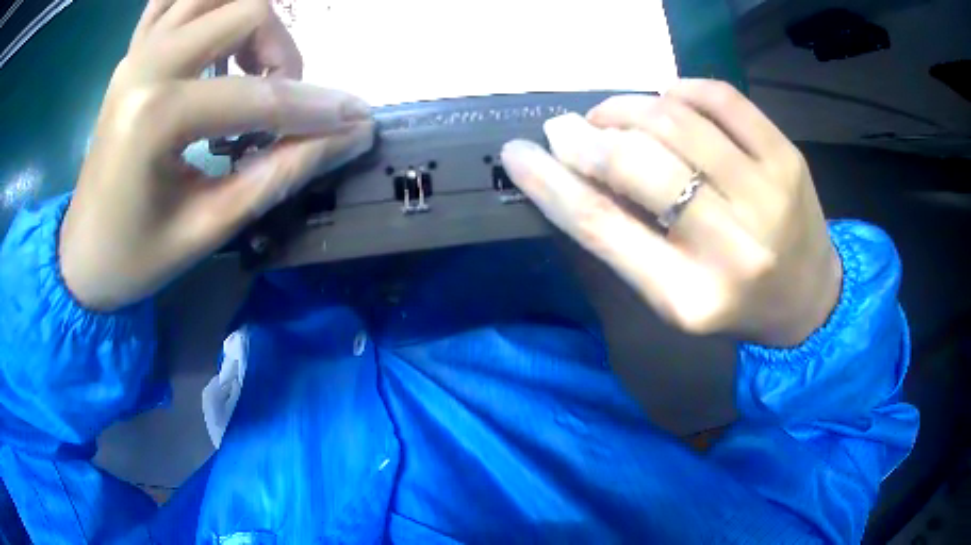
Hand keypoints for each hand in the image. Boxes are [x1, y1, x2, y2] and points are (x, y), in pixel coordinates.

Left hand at [60, 0, 374, 310]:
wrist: (80, 255)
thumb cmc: (135, 257)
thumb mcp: (207, 229)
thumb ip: (278, 173)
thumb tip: (346, 136)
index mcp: (155, 117)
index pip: (257, 95)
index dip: (316, 109)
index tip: (356, 121)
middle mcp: (147, 64)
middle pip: (247, 8)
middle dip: (281, 51)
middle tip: (279, 99)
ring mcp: (137, 51)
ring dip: (249, 17)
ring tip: (249, 64)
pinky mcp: (132, 53)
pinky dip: (205, 3)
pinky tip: (216, 32)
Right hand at [501, 80, 841, 346]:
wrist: (808, 298)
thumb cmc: (732, 303)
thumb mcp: (671, 293)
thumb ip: (624, 237)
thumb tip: (571, 166)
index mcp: (689, 296)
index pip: (603, 227)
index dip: (550, 182)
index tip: (517, 152)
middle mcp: (731, 246)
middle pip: (637, 164)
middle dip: (588, 137)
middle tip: (572, 129)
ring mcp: (767, 194)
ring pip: (675, 120)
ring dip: (627, 107)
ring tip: (614, 116)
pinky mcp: (788, 158)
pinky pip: (719, 97)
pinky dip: (679, 89)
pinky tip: (667, 100)